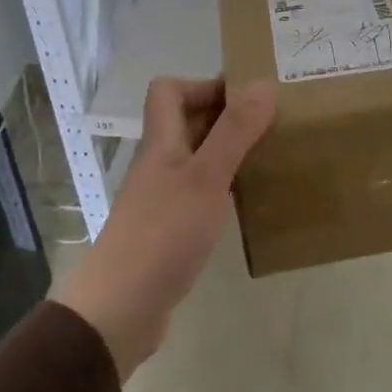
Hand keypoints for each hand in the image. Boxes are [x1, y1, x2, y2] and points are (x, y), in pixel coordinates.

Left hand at [54, 76, 275, 379]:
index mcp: (162, 142)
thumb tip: (262, 83)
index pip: (169, 90)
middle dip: (227, 116)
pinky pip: (202, 192)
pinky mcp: (172, 229)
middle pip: (187, 122)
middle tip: (272, 122)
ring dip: (230, 151)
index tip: (246, 97)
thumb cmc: (163, 234)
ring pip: (198, 157)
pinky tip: (251, 200)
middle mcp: (160, 163)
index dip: (204, 84)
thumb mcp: (206, 177)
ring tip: (270, 155)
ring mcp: (163, 197)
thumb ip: (235, 131)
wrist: (120, 309)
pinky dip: (226, 186)